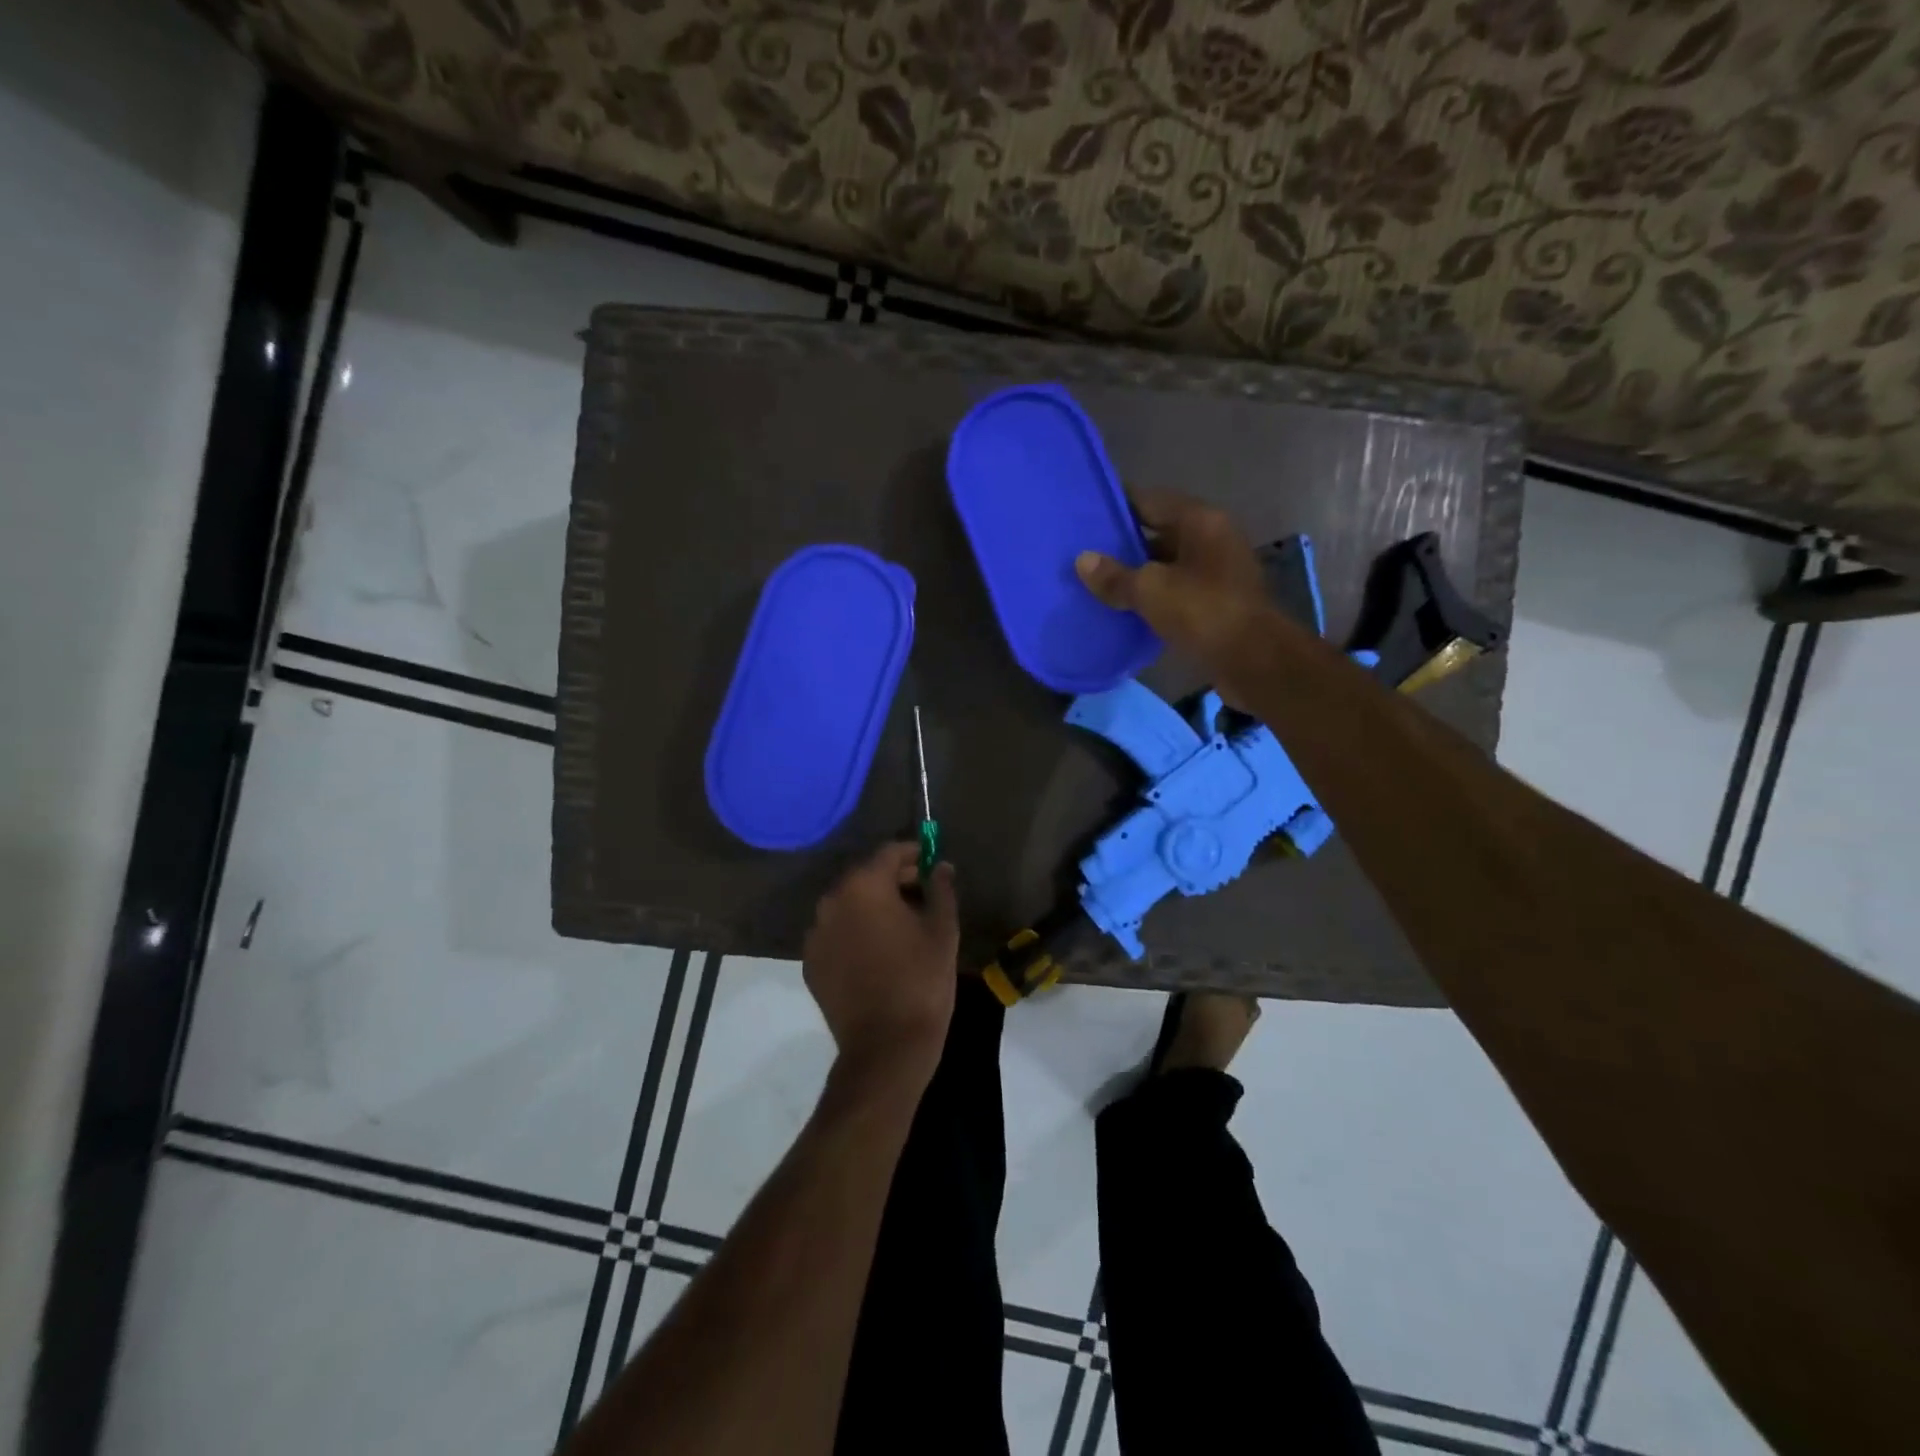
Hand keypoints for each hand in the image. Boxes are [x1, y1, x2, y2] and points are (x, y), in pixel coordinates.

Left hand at [802, 843, 959, 1091]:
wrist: (886, 1047)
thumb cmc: (921, 980)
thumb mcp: (942, 929)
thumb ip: (941, 888)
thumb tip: (940, 866)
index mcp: (864, 886)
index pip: (889, 852)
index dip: (913, 853)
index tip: (930, 863)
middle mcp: (832, 901)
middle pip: (865, 876)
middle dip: (893, 879)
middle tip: (922, 894)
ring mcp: (815, 934)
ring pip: (848, 905)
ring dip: (872, 906)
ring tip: (901, 925)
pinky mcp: (810, 963)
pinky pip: (836, 933)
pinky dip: (855, 932)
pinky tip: (877, 952)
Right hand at [1075, 490, 1276, 689]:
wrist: (1254, 661)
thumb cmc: (1204, 611)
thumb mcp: (1151, 591)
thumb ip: (1115, 576)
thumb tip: (1082, 560)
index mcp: (1200, 521)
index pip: (1150, 500)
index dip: (1117, 505)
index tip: (1085, 514)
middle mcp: (1212, 538)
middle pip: (1159, 532)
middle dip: (1123, 544)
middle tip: (1084, 553)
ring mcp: (1217, 572)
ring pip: (1167, 565)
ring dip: (1137, 574)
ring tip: (1097, 583)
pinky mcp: (1217, 602)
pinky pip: (1176, 591)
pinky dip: (1153, 597)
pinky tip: (1124, 609)